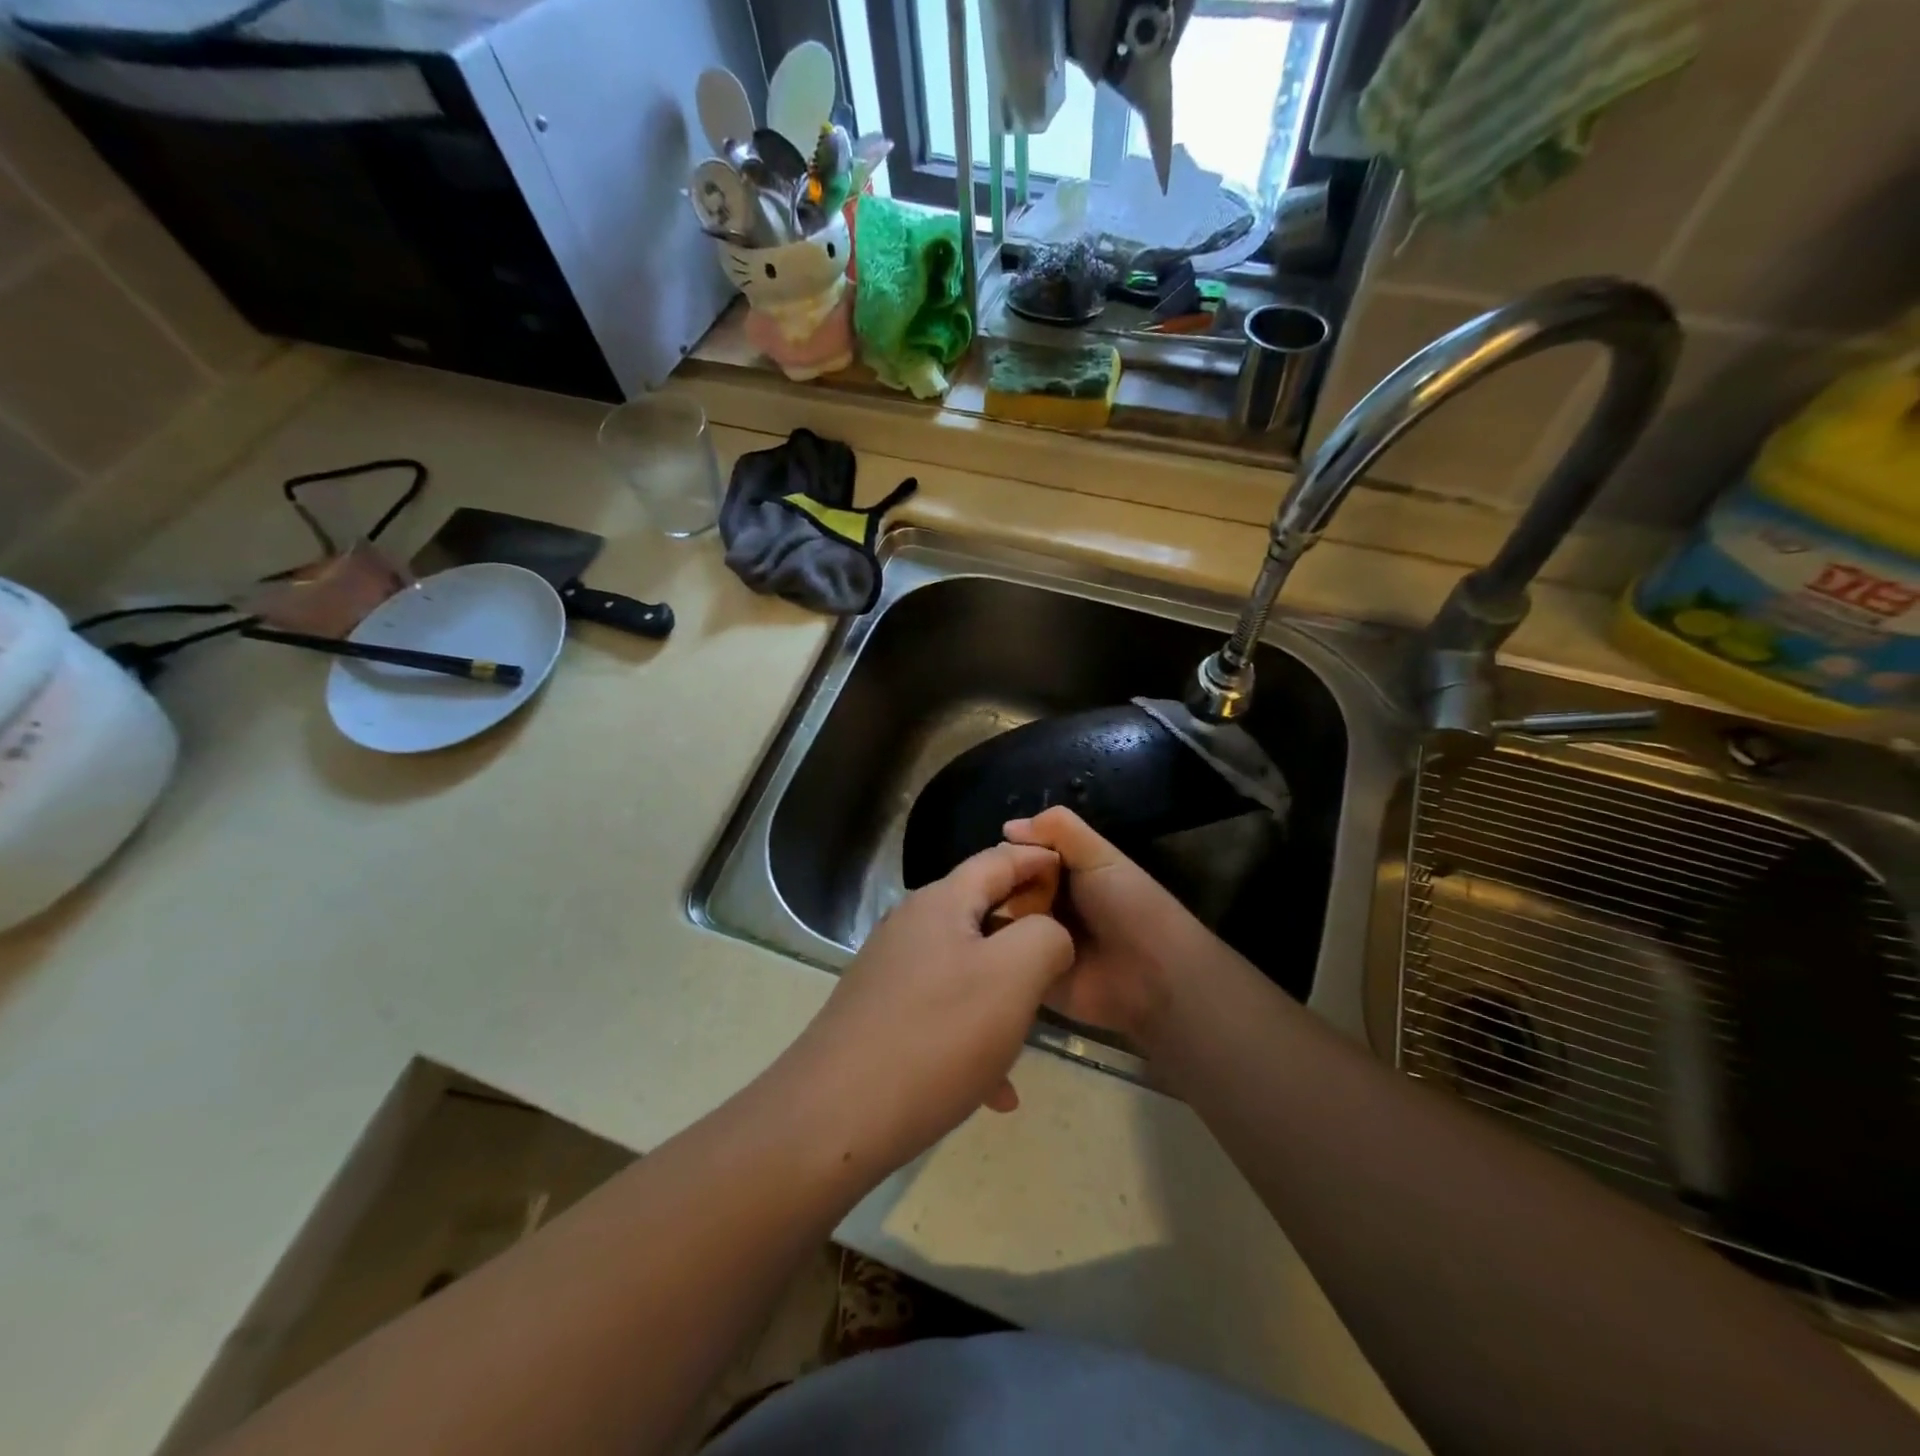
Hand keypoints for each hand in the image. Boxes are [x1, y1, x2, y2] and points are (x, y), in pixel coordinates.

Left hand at [776, 843, 1073, 1173]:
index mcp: (941, 903)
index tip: (1075, 875)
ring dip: (1004, 993)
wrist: (834, 1118)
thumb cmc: (936, 1036)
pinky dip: (975, 1036)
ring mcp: (892, 971)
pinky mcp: (881, 1013)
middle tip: (1065, 959)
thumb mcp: (1013, 977)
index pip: (999, 858)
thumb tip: (1048, 933)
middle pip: (982, 912)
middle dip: (1027, 933)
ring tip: (1034, 1031)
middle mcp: (911, 927)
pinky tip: (997, 1091)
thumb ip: (1045, 937)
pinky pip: (943, 1012)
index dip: (1040, 861)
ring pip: (967, 968)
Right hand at [1003, 807, 1214, 1047]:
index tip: (1003, 857)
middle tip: (1000, 891)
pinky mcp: (1026, 974)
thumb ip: (1060, 829)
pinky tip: (992, 943)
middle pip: (1001, 885)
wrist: (1152, 975)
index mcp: (1059, 872)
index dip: (1007, 853)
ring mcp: (1031, 939)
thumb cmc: (1130, 906)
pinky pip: (999, 956)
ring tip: (999, 919)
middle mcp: (1041, 902)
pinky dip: (995, 947)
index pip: (1015, 855)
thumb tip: (1007, 827)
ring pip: (995, 917)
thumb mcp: (1100, 856)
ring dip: (994, 915)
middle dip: (997, 884)